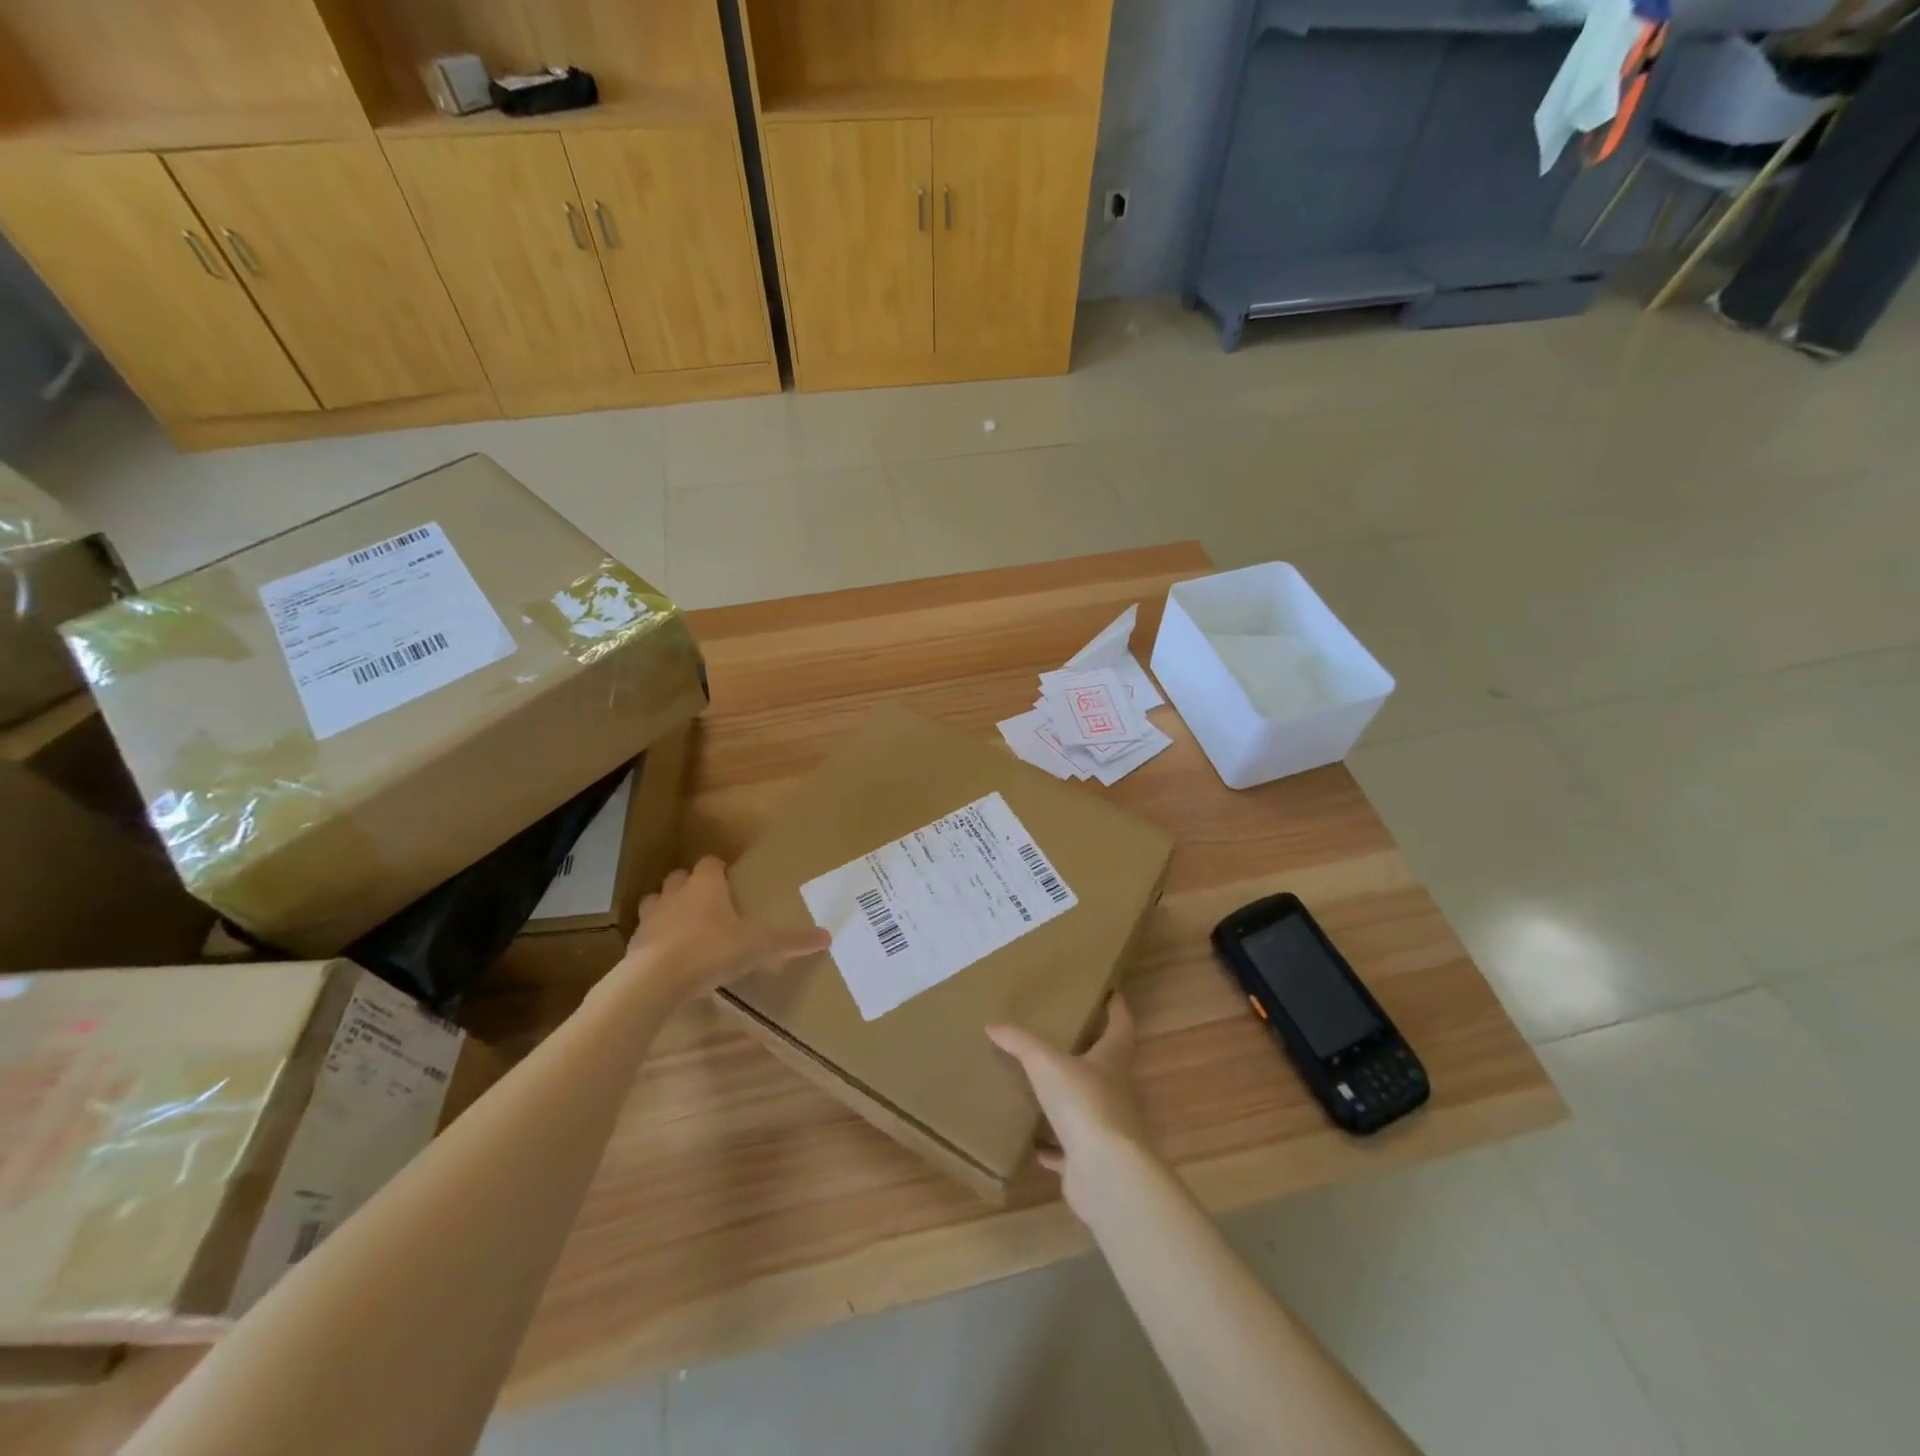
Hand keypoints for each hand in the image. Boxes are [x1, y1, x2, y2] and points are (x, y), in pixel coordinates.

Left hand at [623, 856, 829, 1000]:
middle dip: (690, 886)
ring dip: (667, 909)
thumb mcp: (757, 946)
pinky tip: (667, 957)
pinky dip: (655, 940)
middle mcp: (676, 893)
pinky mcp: (634, 944)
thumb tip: (828, 936)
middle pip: (680, 878)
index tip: (729, 881)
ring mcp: (650, 917)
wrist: (655, 979)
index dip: (719, 870)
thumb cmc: (710, 950)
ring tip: (683, 927)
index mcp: (706, 885)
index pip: (711, 863)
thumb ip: (790, 941)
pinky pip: (645, 934)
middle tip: (708, 903)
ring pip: (656, 901)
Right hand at [986, 995, 1151, 1219]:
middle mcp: (1115, 1090)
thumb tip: (993, 1023)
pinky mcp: (1090, 1160)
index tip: (1110, 991)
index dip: (1117, 1007)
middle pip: (1106, 1064)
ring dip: (1067, 1098)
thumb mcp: (1046, 1063)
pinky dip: (1052, 1146)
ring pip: (1086, 1106)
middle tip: (1061, 1034)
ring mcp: (1106, 1128)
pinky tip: (1032, 1144)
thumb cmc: (1084, 1103)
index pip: (1121, 1025)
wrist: (1105, 1173)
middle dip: (1088, 1050)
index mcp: (1112, 1059)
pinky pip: (1068, 1150)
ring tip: (1040, 1085)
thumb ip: (1020, 1042)